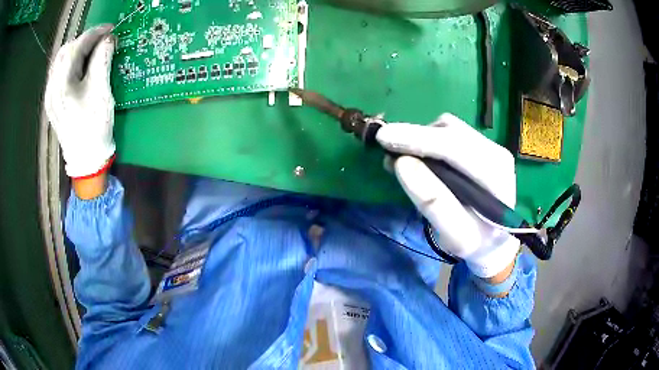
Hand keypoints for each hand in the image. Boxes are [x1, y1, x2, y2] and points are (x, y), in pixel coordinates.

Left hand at [45, 24, 115, 178]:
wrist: (86, 159)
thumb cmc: (94, 127)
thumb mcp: (101, 91)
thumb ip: (102, 60)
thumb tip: (108, 39)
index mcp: (62, 86)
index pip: (76, 47)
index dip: (95, 33)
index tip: (111, 29)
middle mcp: (52, 88)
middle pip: (65, 51)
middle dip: (84, 40)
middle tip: (101, 41)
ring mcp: (50, 96)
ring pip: (60, 61)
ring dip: (76, 50)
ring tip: (92, 52)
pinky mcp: (52, 102)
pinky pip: (58, 73)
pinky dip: (70, 63)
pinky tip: (80, 66)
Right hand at [376, 113, 519, 277]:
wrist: (494, 239)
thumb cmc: (475, 241)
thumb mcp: (455, 235)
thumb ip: (433, 202)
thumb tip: (401, 163)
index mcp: (496, 177)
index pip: (456, 148)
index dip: (418, 139)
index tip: (384, 138)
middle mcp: (496, 153)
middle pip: (451, 130)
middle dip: (415, 136)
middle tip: (385, 147)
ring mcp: (489, 146)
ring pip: (448, 127)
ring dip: (420, 138)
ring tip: (401, 158)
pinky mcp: (480, 144)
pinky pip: (448, 131)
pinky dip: (427, 139)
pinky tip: (417, 157)